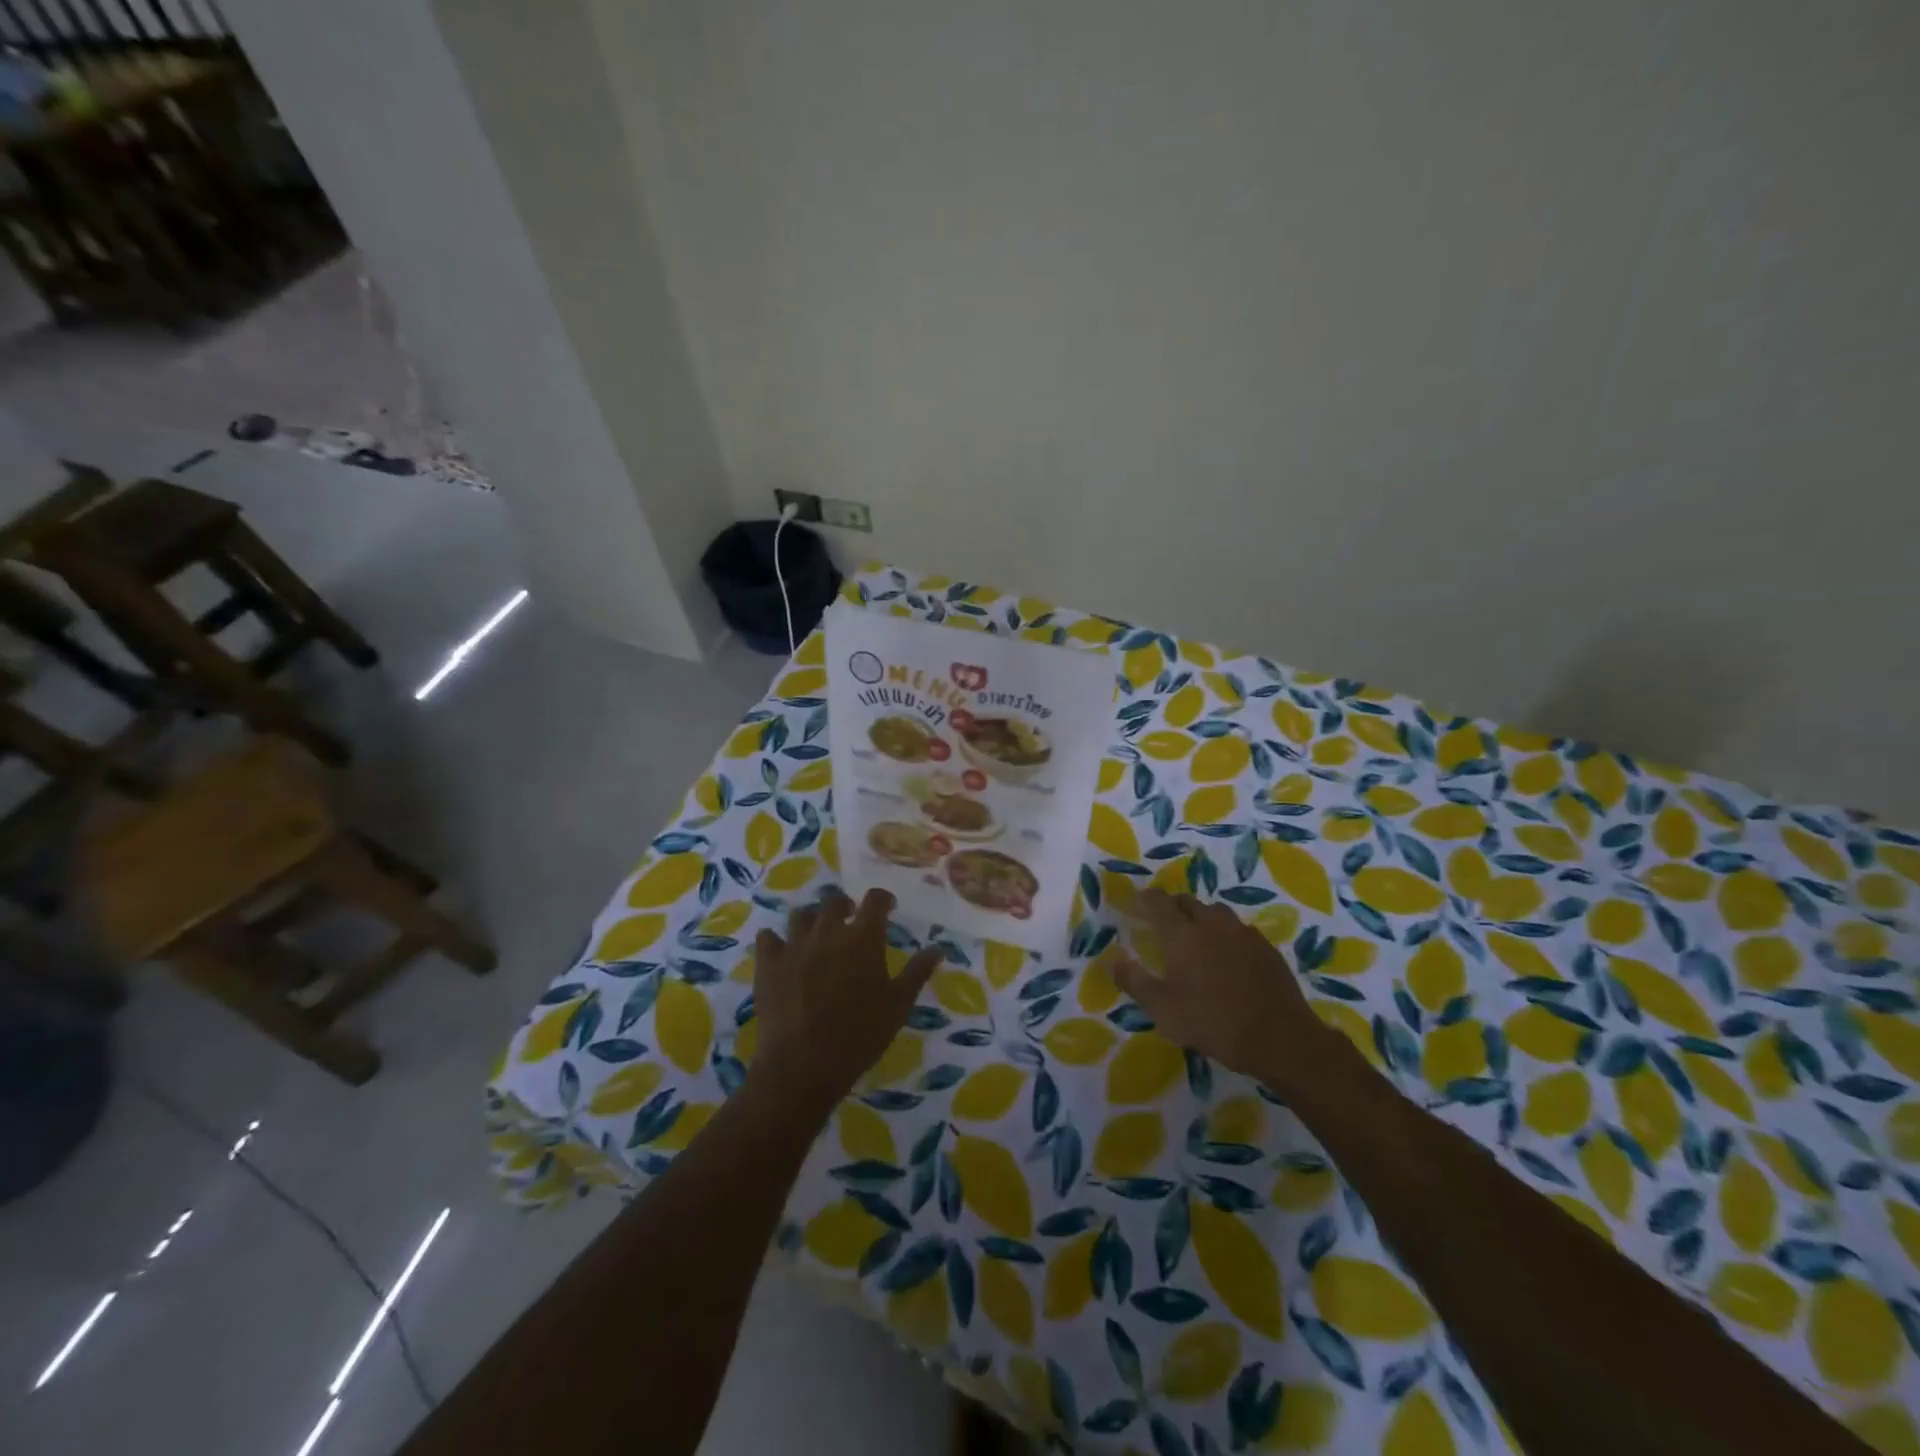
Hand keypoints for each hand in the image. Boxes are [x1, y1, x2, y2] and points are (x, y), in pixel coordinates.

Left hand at [750, 888, 942, 1113]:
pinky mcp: (769, 963)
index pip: (874, 899)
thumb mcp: (898, 1006)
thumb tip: (937, 948)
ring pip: (802, 915)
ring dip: (813, 920)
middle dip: (846, 906)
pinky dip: (776, 940)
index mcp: (862, 938)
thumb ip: (917, 972)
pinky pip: (768, 937)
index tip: (888, 907)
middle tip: (851, 920)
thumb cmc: (860, 1036)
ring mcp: (794, 945)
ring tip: (818, 936)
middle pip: (835, 901)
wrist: (803, 1065)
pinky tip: (782, 952)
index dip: (882, 899)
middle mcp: (828, 932)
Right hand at [1114, 889, 1338, 1093]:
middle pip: (1186, 901)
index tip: (1137, 906)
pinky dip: (1225, 934)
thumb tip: (1112, 961)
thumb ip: (1135, 982)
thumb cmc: (1214, 1023)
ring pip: (1215, 912)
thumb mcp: (1164, 1011)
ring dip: (1201, 917)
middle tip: (1164, 926)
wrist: (1281, 1038)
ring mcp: (1242, 932)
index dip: (1145, 899)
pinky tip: (1227, 957)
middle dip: (1172, 907)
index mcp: (1181, 935)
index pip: (1157, 901)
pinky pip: (1238, 928)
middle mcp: (1210, 924)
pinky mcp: (1265, 946)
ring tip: (1197, 939)